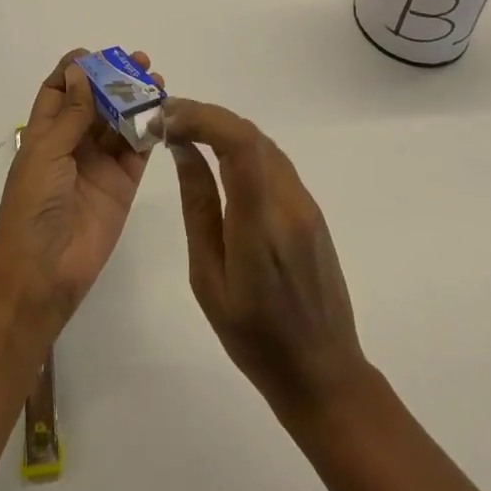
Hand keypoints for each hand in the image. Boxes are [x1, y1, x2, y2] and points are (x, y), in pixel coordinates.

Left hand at [0, 51, 161, 337]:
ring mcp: (99, 164)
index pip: (59, 90)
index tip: (98, 53)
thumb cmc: (33, 205)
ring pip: (120, 122)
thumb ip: (71, 113)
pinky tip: (163, 112)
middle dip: (115, 79)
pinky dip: (150, 130)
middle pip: (96, 101)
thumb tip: (80, 69)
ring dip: (136, 100)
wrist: (42, 273)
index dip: (75, 69)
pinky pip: (138, 150)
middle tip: (140, 62)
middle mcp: (73, 143)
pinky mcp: (122, 184)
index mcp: (46, 132)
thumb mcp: (47, 151)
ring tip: (157, 81)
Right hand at [164, 98, 369, 415]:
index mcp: (260, 225)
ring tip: (186, 132)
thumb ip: (198, 208)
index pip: (239, 144)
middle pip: (249, 134)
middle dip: (205, 116)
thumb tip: (184, 150)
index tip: (167, 118)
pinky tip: (219, 157)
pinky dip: (241, 146)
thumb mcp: (209, 280)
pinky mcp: (311, 209)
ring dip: (223, 127)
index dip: (202, 117)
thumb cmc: (255, 339)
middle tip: (167, 120)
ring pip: (262, 142)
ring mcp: (305, 203)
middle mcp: (288, 202)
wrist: (324, 374)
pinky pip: (273, 161)